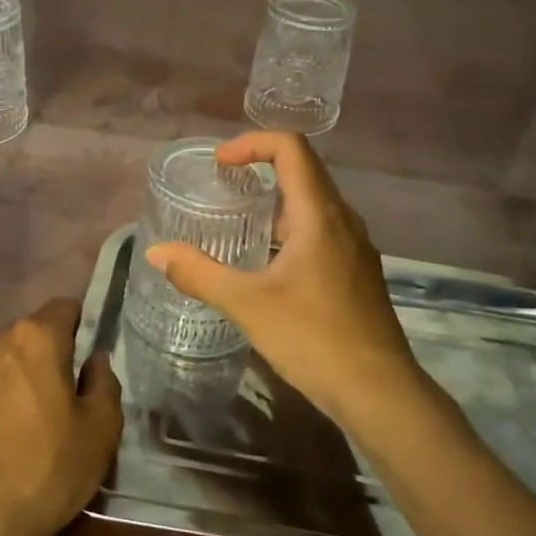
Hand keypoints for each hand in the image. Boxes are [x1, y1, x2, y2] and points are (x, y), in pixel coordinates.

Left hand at [0, 298, 122, 535]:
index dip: (79, 327)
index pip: (64, 307)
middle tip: (54, 399)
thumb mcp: (101, 432)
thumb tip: (95, 359)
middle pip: (27, 334)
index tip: (84, 359)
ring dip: (7, 373)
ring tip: (13, 417)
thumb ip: (105, 383)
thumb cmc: (46, 472)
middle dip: (42, 355)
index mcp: (37, 338)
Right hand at [145, 132, 432, 429]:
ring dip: (275, 204)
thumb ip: (200, 274)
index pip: (291, 148)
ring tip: (237, 226)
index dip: (252, 143)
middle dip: (260, 170)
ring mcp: (355, 247)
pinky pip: (321, 232)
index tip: (220, 163)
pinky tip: (267, 265)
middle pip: (303, 172)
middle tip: (221, 188)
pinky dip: (290, 231)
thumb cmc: (314, 338)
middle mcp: (343, 221)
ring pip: (313, 205)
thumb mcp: (247, 304)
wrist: (379, 392)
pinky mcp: (357, 272)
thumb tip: (156, 252)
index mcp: (320, 215)